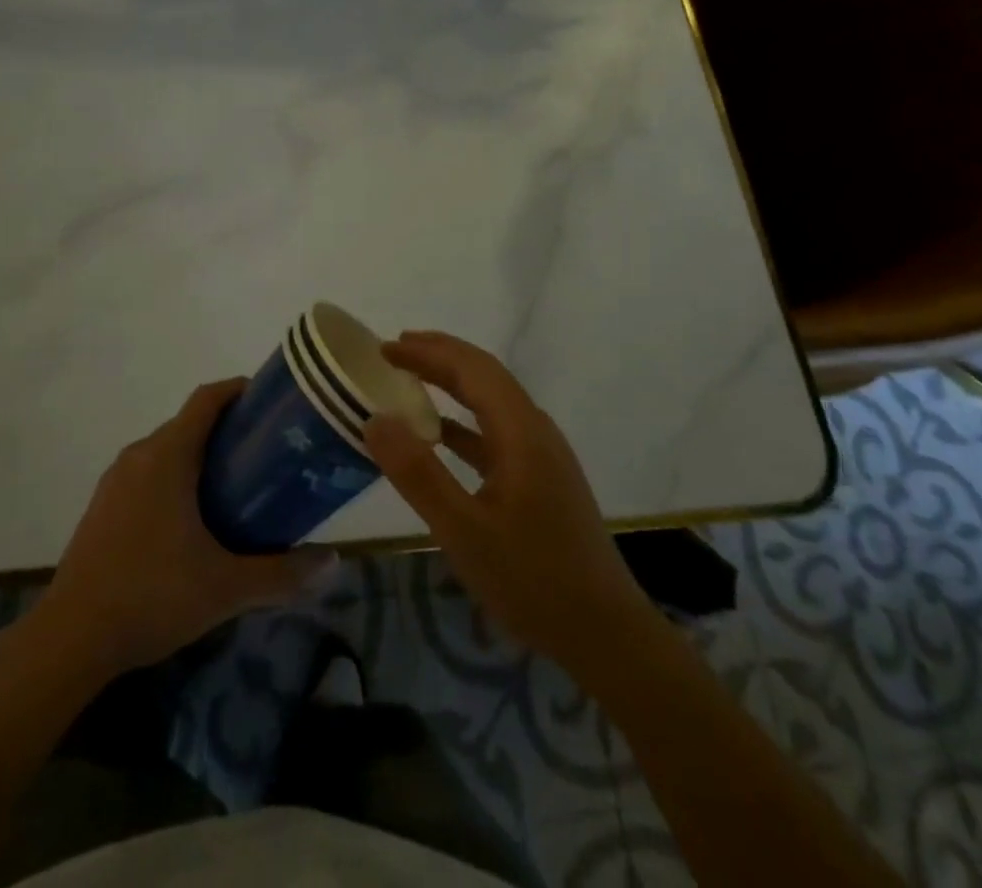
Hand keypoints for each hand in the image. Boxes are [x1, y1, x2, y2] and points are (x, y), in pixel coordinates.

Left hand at [38, 378, 335, 680]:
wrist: (70, 638)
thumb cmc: (152, 596)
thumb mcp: (225, 587)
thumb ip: (281, 574)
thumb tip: (333, 562)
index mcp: (167, 457)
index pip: (206, 400)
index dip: (238, 390)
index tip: (270, 400)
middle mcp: (138, 456)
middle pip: (188, 424)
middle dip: (227, 430)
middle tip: (265, 454)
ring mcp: (115, 481)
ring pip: (165, 450)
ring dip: (199, 456)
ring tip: (235, 486)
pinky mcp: (102, 506)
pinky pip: (146, 473)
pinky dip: (174, 477)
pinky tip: (191, 520)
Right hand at [365, 331, 644, 672]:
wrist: (606, 635)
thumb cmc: (533, 580)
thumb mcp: (463, 531)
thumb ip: (418, 473)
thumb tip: (375, 419)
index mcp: (521, 432)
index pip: (472, 369)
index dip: (429, 351)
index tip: (386, 347)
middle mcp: (535, 431)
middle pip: (485, 377)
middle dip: (439, 357)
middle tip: (393, 351)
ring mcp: (542, 456)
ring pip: (491, 402)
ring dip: (451, 384)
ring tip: (410, 378)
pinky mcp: (542, 480)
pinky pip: (496, 432)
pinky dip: (463, 422)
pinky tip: (439, 435)